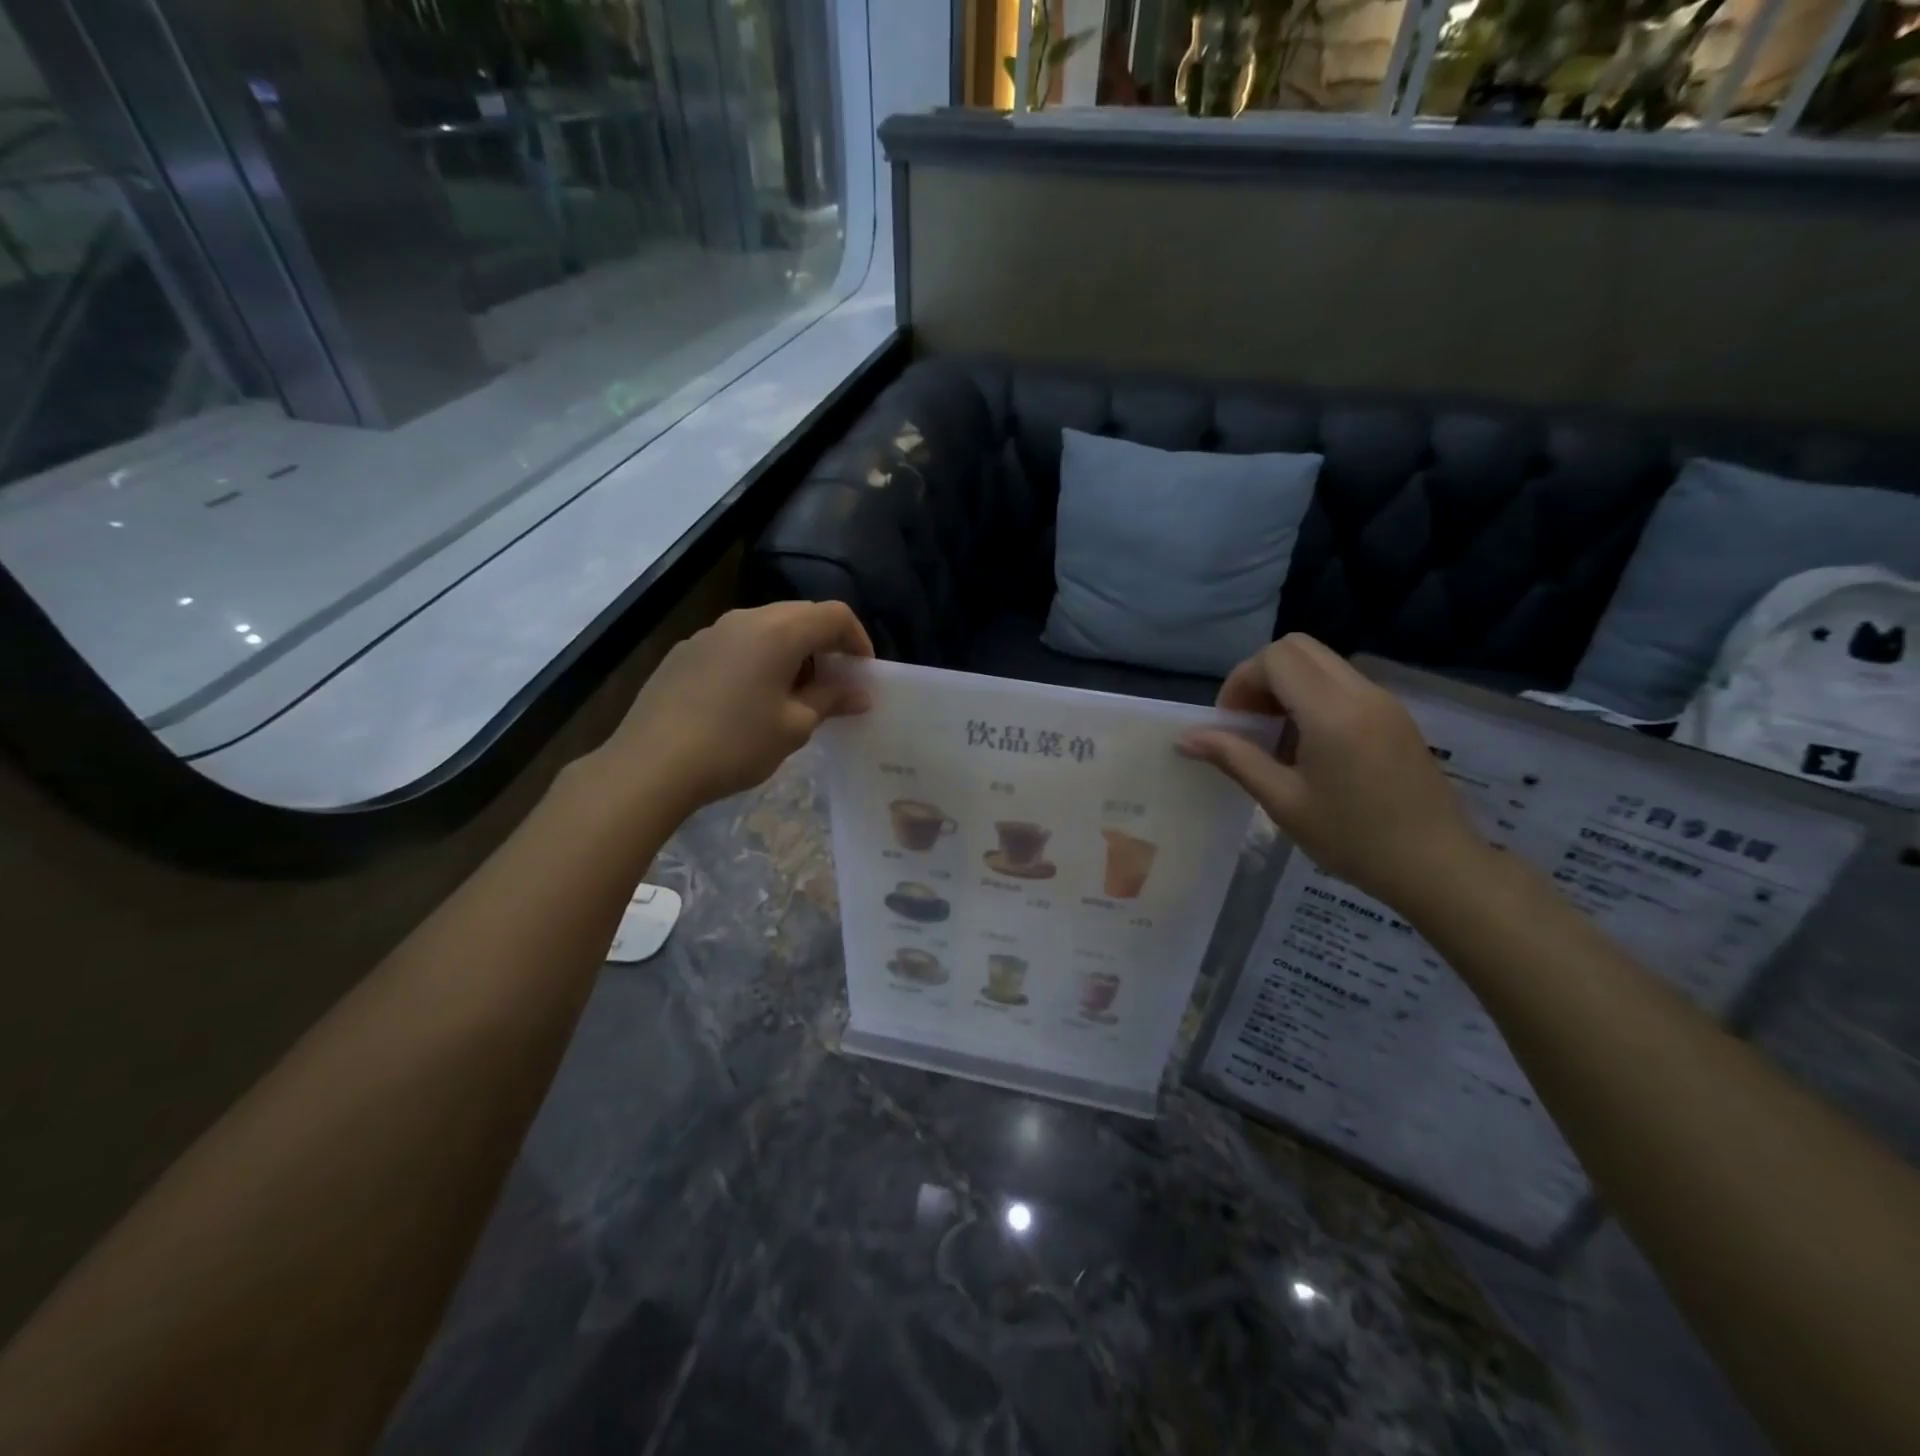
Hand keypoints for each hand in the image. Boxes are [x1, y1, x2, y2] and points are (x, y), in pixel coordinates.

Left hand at [593, 602, 873, 816]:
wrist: (651, 764)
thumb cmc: (736, 744)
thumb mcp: (794, 727)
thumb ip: (830, 701)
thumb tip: (859, 694)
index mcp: (778, 632)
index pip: (834, 615)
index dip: (858, 640)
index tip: (862, 674)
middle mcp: (745, 619)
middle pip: (799, 615)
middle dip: (824, 644)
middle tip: (832, 684)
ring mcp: (710, 632)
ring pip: (765, 627)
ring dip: (790, 651)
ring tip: (792, 694)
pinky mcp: (685, 651)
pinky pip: (735, 643)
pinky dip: (757, 659)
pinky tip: (748, 699)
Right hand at [1178, 635, 1483, 908]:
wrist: (1436, 865)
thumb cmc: (1353, 839)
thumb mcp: (1282, 801)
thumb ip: (1234, 758)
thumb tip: (1185, 737)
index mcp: (1332, 712)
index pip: (1275, 658)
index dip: (1241, 682)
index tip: (1231, 725)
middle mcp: (1360, 692)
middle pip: (1298, 648)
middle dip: (1261, 676)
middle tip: (1249, 723)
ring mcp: (1383, 701)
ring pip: (1321, 663)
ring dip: (1287, 686)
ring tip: (1276, 739)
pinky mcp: (1394, 715)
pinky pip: (1342, 683)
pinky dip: (1313, 698)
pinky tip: (1309, 748)